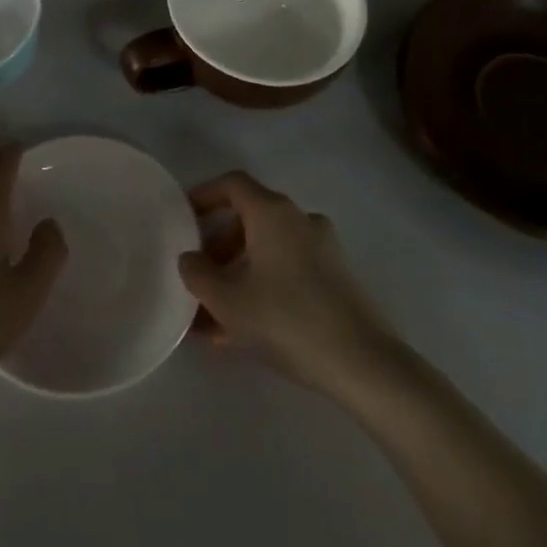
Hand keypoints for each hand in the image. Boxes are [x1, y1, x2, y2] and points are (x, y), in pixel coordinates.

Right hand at [178, 171, 399, 401]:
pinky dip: (263, 287)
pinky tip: (245, 330)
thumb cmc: (286, 319)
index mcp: (272, 212)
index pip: (232, 184)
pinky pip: (288, 270)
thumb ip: (198, 274)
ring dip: (239, 273)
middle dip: (219, 246)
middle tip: (199, 277)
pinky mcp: (336, 278)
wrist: (362, 362)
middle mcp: (299, 220)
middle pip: (250, 219)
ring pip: (268, 250)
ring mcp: (322, 248)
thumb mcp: (228, 300)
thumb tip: (190, 258)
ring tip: (215, 317)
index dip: (204, 195)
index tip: (184, 217)